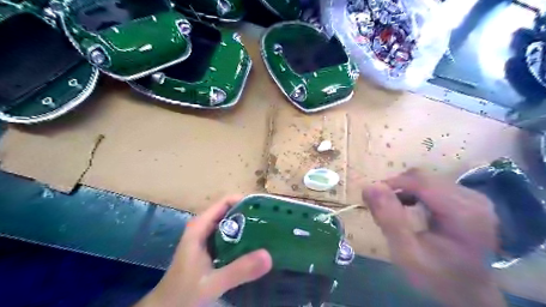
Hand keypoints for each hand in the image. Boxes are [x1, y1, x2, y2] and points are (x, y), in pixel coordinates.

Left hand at [136, 195, 271, 305]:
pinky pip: (229, 237)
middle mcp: (203, 228)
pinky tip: (255, 246)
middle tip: (271, 221)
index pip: (225, 202)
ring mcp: (206, 238)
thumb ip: (238, 270)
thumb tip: (268, 255)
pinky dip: (242, 238)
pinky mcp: (209, 249)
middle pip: (229, 212)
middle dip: (249, 214)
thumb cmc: (183, 294)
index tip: (264, 208)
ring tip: (267, 231)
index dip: (244, 201)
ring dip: (247, 226)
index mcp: (200, 227)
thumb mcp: (212, 283)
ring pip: (229, 224)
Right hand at [362, 169, 506, 305]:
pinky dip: (415, 193)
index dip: (391, 183)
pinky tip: (409, 206)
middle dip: (397, 188)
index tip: (371, 197)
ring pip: (426, 179)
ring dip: (405, 190)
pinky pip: (433, 185)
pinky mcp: (468, 199)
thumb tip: (369, 186)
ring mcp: (473, 197)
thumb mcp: (406, 252)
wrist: (468, 294)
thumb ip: (389, 218)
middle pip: (423, 178)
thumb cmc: (437, 277)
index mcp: (463, 212)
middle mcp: (472, 198)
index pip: (419, 181)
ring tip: (394, 209)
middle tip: (381, 207)